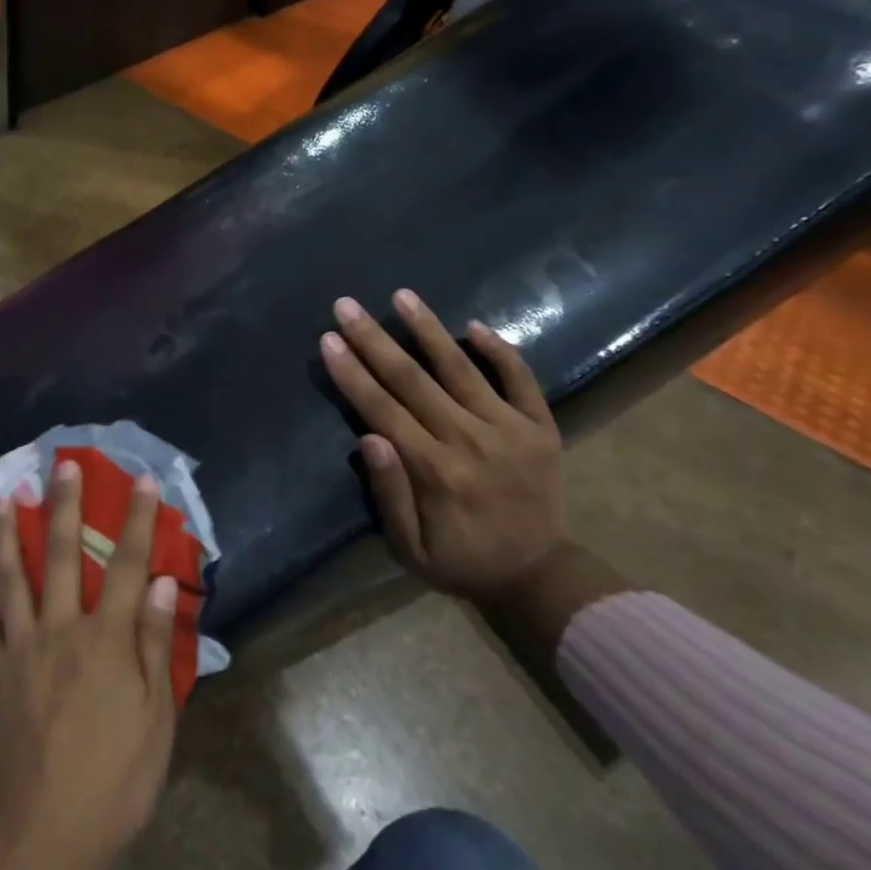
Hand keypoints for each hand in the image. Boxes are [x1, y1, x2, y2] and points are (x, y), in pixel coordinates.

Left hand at [0, 460, 179, 869]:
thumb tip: (160, 581)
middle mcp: (60, 631)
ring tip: (6, 498)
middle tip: (62, 464)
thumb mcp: (155, 719)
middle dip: (64, 505)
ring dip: (10, 535)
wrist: (47, 836)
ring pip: (12, 579)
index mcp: (105, 640)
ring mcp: (20, 651)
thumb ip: (153, 644)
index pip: (126, 565)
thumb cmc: (115, 779)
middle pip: (61, 555)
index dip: (136, 520)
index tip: (140, 480)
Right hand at [321, 290, 566, 600]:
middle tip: (348, 305)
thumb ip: (389, 494)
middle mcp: (471, 441)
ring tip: (402, 295)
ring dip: (428, 329)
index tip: (329, 339)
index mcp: (435, 471)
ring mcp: (511, 429)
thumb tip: (368, 437)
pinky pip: (520, 379)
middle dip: (375, 339)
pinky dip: (500, 350)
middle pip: (413, 380)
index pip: (383, 409)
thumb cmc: (461, 560)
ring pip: (461, 369)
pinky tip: (473, 324)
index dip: (353, 373)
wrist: (539, 574)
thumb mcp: (410, 549)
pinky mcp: (541, 426)